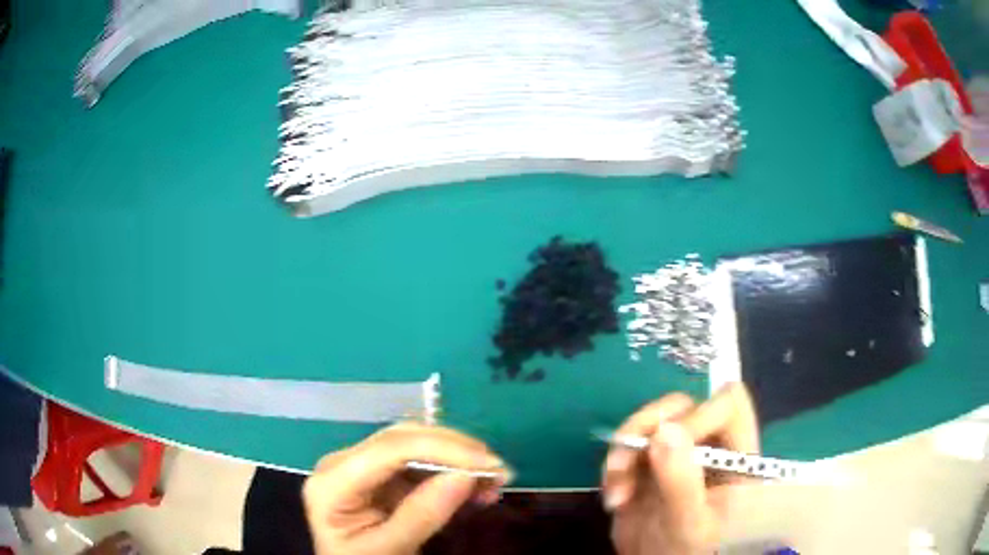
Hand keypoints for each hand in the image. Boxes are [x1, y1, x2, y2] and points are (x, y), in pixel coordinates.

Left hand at [303, 422, 511, 554]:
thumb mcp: (389, 550)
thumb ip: (422, 516)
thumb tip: (466, 475)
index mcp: (333, 481)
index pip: (391, 449)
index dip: (445, 449)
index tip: (490, 465)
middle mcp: (343, 463)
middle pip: (403, 438)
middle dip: (456, 450)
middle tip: (499, 470)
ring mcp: (360, 466)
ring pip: (415, 445)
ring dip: (457, 459)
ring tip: (494, 481)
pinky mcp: (378, 475)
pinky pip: (419, 464)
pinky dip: (451, 473)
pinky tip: (476, 488)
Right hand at [602, 383, 758, 554]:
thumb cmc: (685, 553)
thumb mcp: (687, 524)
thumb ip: (681, 482)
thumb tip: (665, 430)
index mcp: (735, 456)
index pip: (728, 406)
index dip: (699, 417)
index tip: (667, 447)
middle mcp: (708, 446)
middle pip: (683, 405)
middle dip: (648, 430)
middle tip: (626, 462)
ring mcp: (677, 452)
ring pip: (651, 421)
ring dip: (625, 450)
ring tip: (615, 493)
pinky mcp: (649, 461)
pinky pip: (628, 443)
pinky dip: (614, 466)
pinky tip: (613, 498)